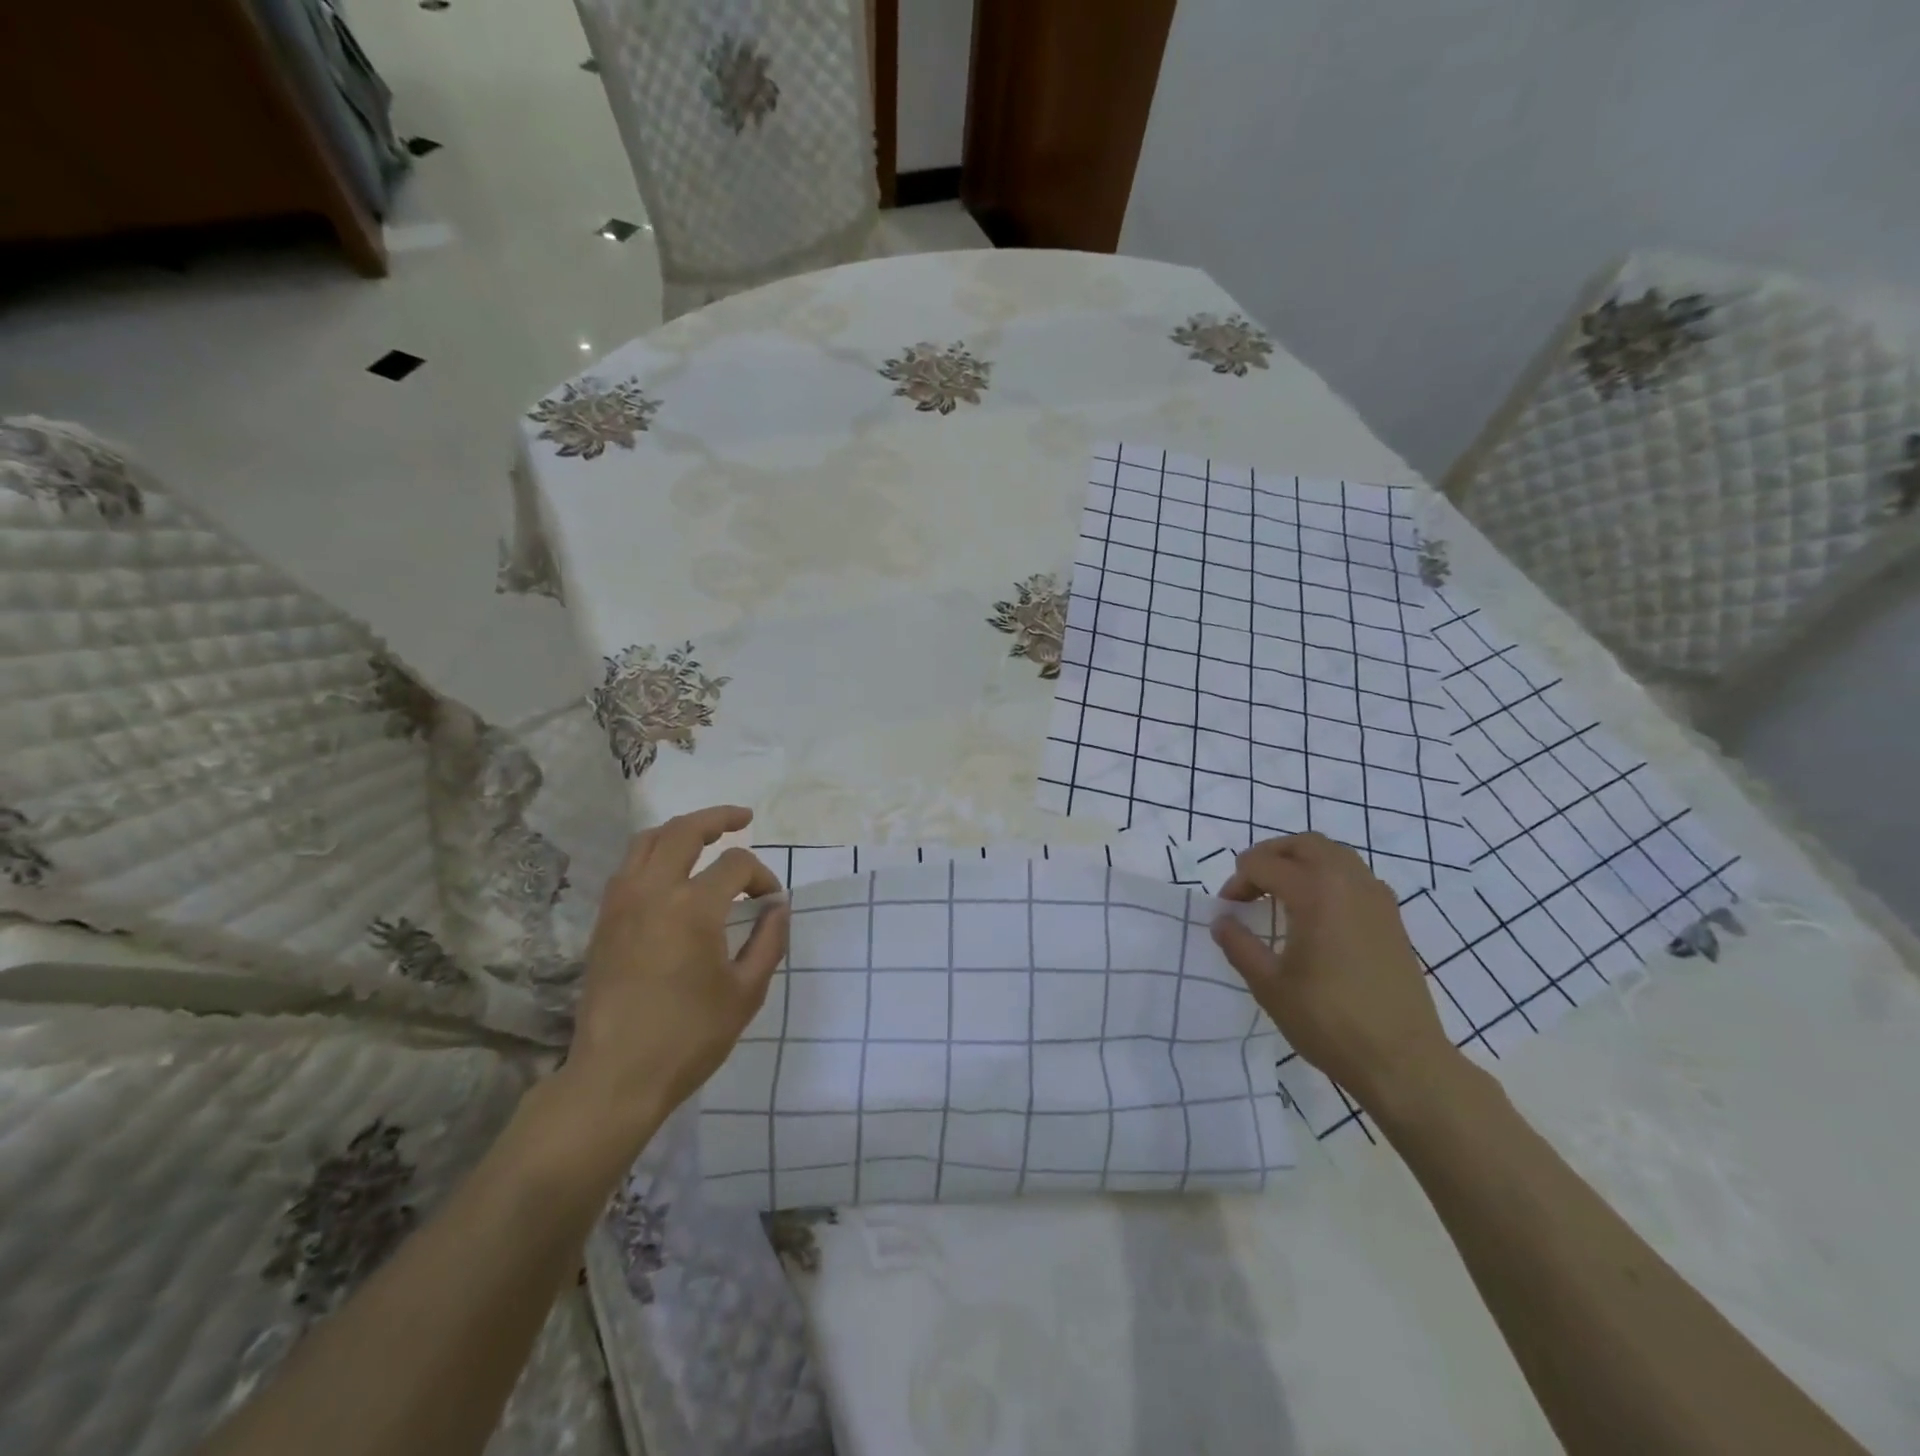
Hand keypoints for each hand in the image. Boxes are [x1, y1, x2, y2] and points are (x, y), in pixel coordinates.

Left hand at [562, 806, 789, 1136]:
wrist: (616, 1076)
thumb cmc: (690, 1036)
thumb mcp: (746, 992)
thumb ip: (768, 941)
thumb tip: (777, 907)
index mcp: (693, 907)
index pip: (736, 865)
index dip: (762, 876)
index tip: (771, 903)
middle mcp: (653, 892)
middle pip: (684, 831)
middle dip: (718, 818)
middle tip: (743, 818)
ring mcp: (621, 904)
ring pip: (647, 841)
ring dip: (680, 830)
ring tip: (705, 835)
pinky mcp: (603, 922)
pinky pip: (628, 867)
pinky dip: (653, 854)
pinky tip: (670, 871)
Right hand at [1210, 833, 1458, 1111]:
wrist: (1402, 1062)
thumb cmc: (1328, 1022)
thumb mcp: (1269, 985)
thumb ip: (1239, 945)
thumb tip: (1222, 920)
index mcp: (1315, 892)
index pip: (1263, 865)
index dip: (1237, 882)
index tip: (1228, 910)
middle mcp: (1349, 882)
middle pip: (1304, 844)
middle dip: (1270, 856)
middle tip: (1250, 884)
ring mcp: (1377, 899)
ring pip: (1335, 854)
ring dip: (1302, 861)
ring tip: (1281, 892)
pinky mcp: (1393, 919)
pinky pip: (1356, 876)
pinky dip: (1329, 877)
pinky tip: (1318, 912)